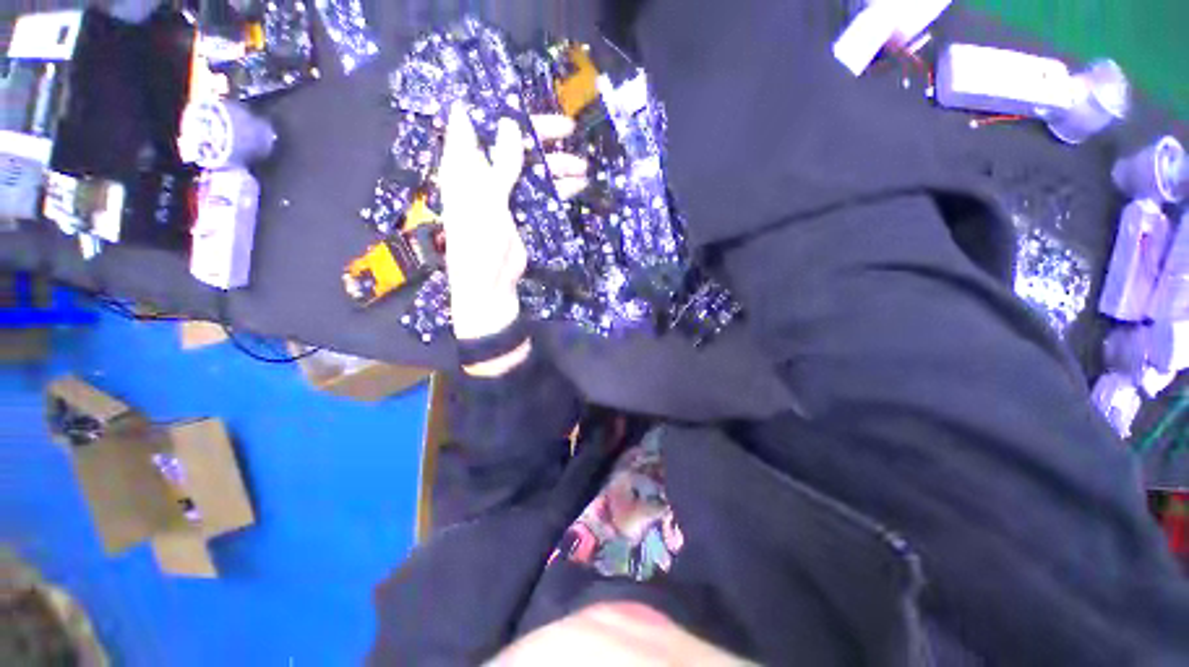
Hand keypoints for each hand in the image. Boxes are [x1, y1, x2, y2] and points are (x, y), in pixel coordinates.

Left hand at [438, 107, 587, 342]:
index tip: (520, 99)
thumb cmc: (480, 243)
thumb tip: (511, 125)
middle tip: (566, 128)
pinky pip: (541, 194)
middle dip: (538, 136)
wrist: (490, 286)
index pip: (474, 127)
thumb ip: (501, 164)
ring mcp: (504, 196)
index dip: (494, 110)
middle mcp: (483, 177)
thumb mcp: (488, 200)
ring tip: (581, 165)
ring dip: (555, 166)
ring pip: (531, 170)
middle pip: (511, 145)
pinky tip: (578, 185)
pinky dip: (558, 189)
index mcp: (464, 169)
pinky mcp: (521, 214)